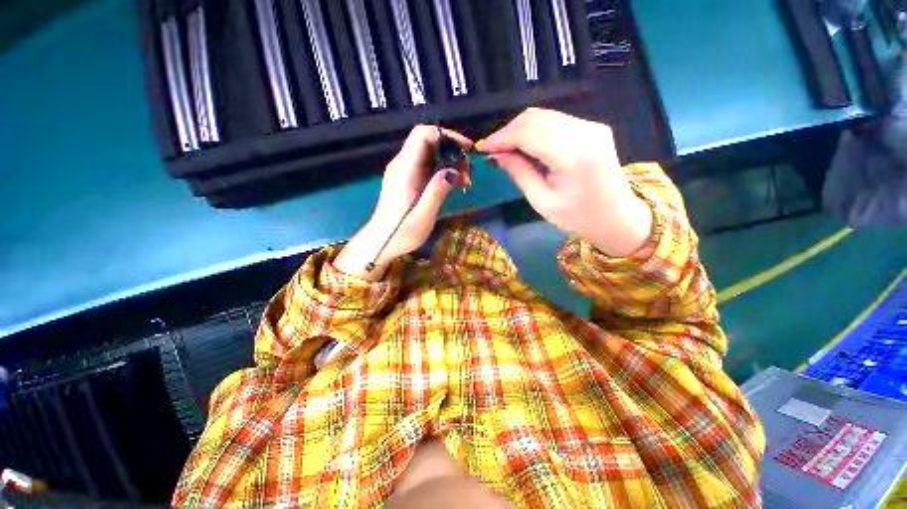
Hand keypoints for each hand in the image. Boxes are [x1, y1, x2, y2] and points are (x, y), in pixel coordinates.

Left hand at [334, 126, 472, 280]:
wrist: (381, 243)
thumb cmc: (401, 232)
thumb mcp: (424, 214)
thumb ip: (437, 190)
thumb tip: (454, 170)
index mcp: (404, 168)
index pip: (423, 134)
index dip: (446, 135)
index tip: (467, 149)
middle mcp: (402, 164)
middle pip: (428, 141)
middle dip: (452, 150)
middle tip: (468, 170)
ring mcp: (404, 172)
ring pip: (430, 154)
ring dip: (449, 162)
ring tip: (465, 180)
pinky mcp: (407, 180)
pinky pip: (427, 167)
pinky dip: (442, 171)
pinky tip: (454, 185)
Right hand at [479, 108, 651, 256]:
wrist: (617, 216)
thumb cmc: (577, 216)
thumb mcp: (542, 201)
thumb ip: (519, 173)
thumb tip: (496, 154)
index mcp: (573, 155)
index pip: (528, 133)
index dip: (501, 137)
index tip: (482, 147)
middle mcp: (585, 132)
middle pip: (535, 118)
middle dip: (508, 131)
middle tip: (492, 149)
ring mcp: (592, 126)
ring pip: (545, 115)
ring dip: (520, 129)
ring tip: (505, 148)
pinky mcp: (593, 127)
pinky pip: (556, 120)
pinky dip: (536, 129)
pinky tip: (526, 145)